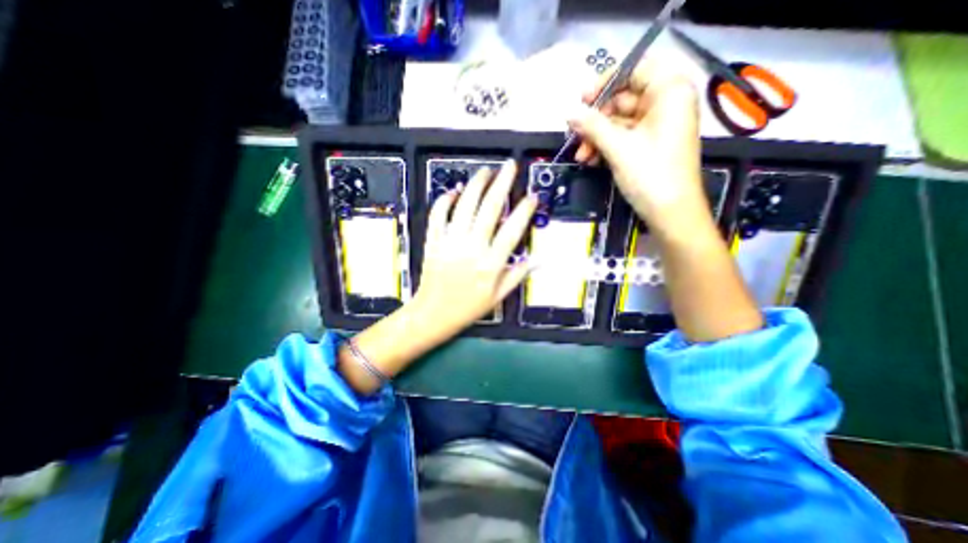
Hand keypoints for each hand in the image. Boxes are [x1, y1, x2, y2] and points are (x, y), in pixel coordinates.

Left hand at [411, 160, 540, 339]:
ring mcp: (450, 243)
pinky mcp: (433, 242)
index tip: (531, 196)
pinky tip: (454, 191)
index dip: (524, 210)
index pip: (512, 230)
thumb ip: (518, 275)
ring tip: (486, 171)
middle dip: (502, 184)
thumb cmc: (468, 308)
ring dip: (476, 185)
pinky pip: (438, 215)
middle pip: (489, 209)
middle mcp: (472, 248)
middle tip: (509, 166)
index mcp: (491, 264)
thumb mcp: (498, 297)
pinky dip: (445, 200)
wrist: (434, 314)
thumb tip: (536, 259)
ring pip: (464, 206)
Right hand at [569, 56, 709, 238]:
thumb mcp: (618, 147)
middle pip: (623, 99)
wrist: (670, 213)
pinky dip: (606, 147)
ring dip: (597, 138)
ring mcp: (656, 126)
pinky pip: (623, 137)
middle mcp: (665, 104)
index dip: (606, 82)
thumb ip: (592, 126)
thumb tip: (569, 112)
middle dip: (596, 120)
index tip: (582, 100)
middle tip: (575, 135)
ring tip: (582, 156)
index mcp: (669, 92)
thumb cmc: (650, 174)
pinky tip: (591, 160)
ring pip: (619, 122)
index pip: (635, 69)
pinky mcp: (648, 145)